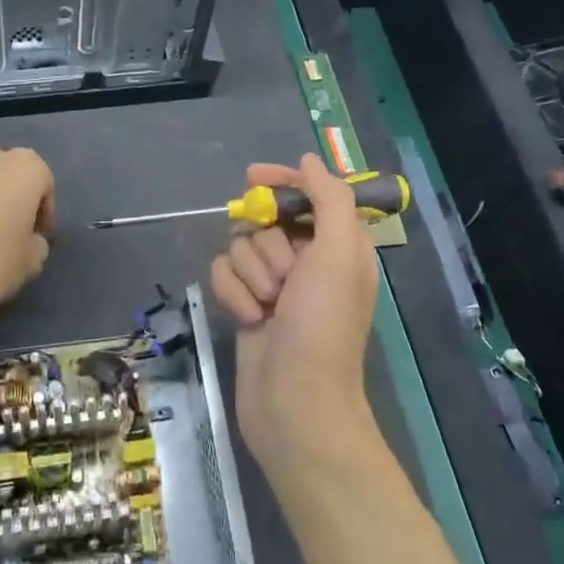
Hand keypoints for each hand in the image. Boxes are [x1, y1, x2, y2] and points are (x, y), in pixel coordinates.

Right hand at [208, 154, 382, 484]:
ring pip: (241, 247)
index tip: (252, 178)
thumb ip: (328, 199)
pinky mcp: (248, 306)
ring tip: (269, 307)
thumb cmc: (323, 326)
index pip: (308, 195)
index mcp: (339, 246)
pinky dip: (234, 294)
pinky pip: (224, 276)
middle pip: (267, 220)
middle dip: (268, 246)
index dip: (282, 183)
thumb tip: (308, 160)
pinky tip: (249, 319)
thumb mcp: (339, 254)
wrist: (295, 402)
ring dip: (251, 274)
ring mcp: (275, 286)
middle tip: (284, 278)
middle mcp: (308, 261)